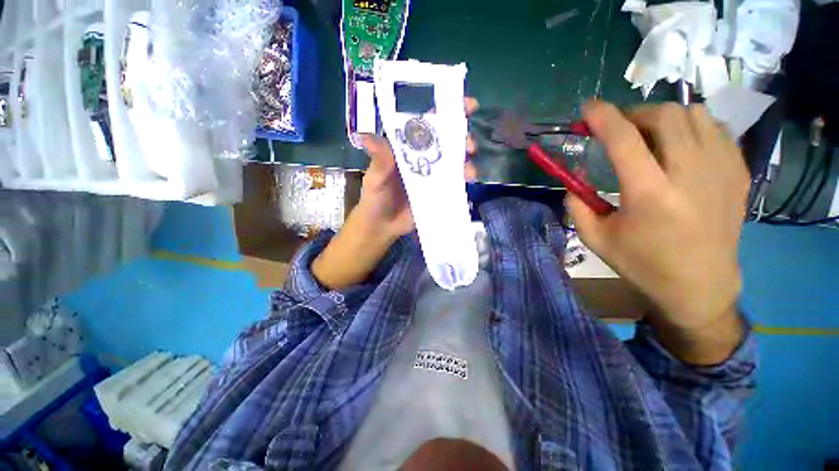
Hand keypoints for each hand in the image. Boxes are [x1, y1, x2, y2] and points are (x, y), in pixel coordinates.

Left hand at [354, 98, 479, 239]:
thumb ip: (379, 161)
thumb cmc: (375, 197)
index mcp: (408, 148)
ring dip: (466, 162)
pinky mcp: (439, 192)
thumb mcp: (375, 177)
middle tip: (468, 143)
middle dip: (462, 137)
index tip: (464, 104)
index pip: (427, 123)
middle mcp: (423, 158)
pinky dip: (463, 182)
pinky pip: (454, 184)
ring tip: (468, 170)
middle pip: (446, 141)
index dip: (446, 110)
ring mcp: (433, 176)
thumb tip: (365, 137)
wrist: (382, 226)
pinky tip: (468, 184)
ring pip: (454, 162)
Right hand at [566, 101, 749, 363]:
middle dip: (634, 113)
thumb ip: (576, 206)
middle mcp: (689, 174)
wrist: (700, 285)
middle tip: (619, 128)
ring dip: (665, 118)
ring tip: (651, 135)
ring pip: (695, 115)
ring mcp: (721, 171)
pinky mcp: (737, 173)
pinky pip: (716, 129)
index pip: (623, 139)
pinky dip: (692, 127)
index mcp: (650, 194)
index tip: (588, 109)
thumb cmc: (643, 264)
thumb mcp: (595, 239)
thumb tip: (572, 182)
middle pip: (665, 115)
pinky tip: (680, 146)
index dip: (602, 117)